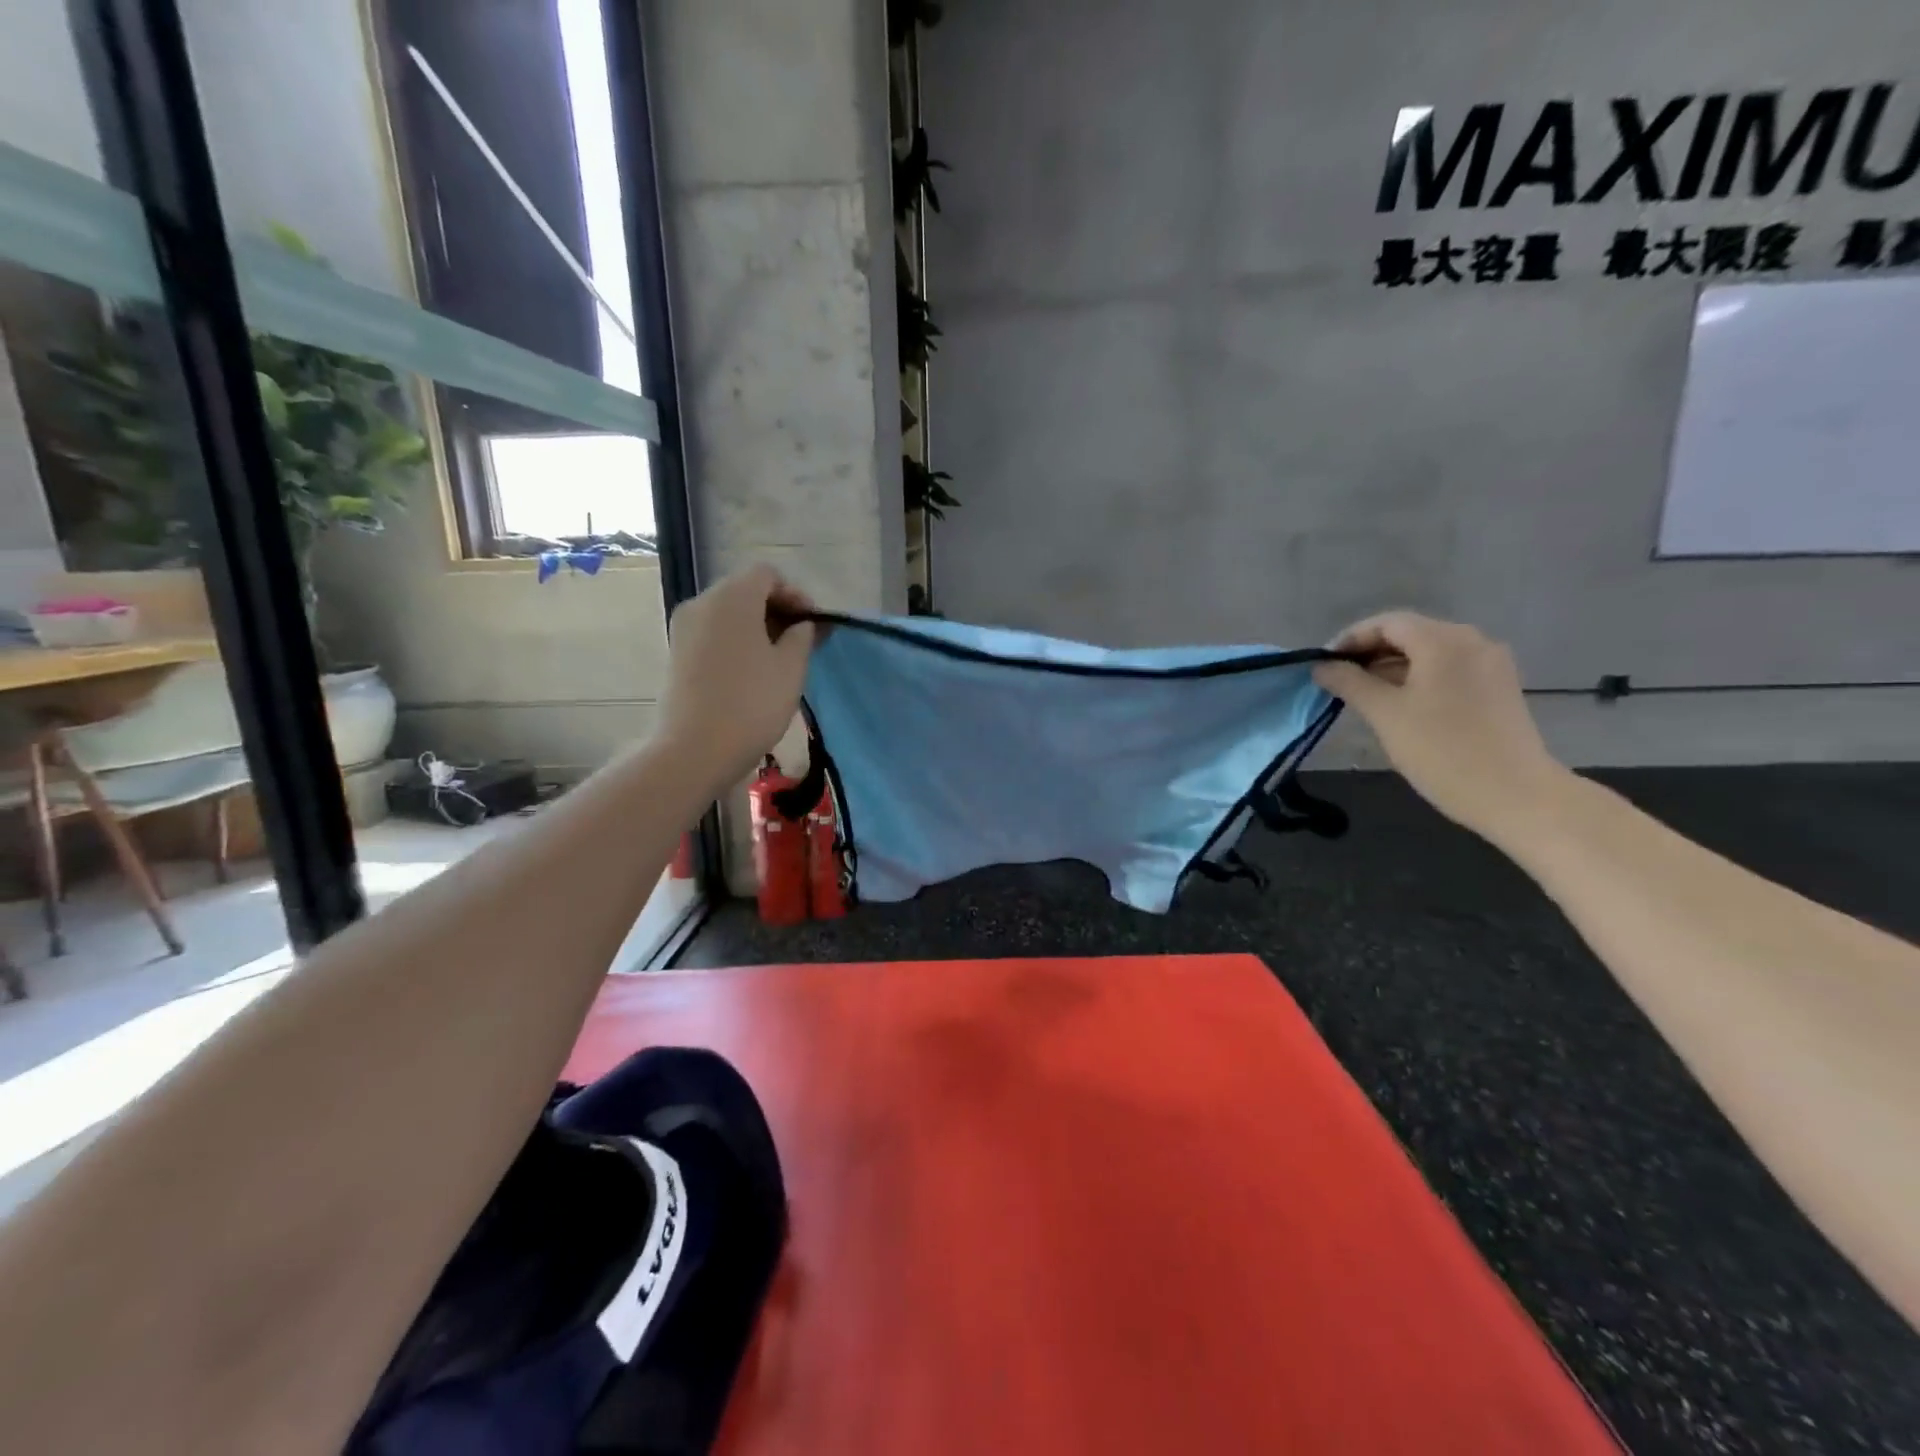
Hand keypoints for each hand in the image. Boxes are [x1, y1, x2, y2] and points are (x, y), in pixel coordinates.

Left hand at [659, 565, 815, 785]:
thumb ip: (802, 636)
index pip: (767, 575)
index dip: (795, 594)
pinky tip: (752, 671)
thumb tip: (801, 624)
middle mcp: (702, 603)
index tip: (813, 624)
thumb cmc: (752, 704)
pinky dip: (736, 641)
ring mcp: (684, 628)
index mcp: (732, 598)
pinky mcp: (676, 653)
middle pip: (745, 590)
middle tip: (801, 641)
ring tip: (779, 659)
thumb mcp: (791, 668)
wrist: (695, 750)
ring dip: (756, 627)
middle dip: (776, 609)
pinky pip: (713, 633)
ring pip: (727, 613)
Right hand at [1313, 612, 1568, 844]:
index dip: (1350, 639)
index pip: (1386, 623)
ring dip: (1392, 666)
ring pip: (1429, 652)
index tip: (1324, 665)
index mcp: (1443, 640)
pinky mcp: (1498, 686)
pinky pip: (1448, 668)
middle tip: (1338, 680)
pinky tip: (1399, 703)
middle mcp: (1472, 640)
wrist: (1514, 795)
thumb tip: (1322, 667)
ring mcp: (1490, 663)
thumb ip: (1349, 682)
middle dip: (1370, 652)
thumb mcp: (1384, 714)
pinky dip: (1418, 677)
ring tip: (1363, 694)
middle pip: (1410, 633)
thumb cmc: (1441, 750)